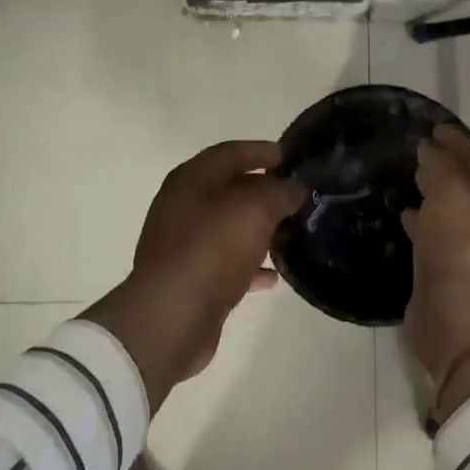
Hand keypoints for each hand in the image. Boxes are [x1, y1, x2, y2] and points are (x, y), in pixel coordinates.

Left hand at [87, 141, 305, 409]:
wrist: (171, 318)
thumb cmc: (210, 250)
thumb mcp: (253, 211)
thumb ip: (278, 192)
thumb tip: (294, 187)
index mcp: (191, 180)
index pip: (230, 153)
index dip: (262, 151)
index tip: (292, 157)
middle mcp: (183, 206)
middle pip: (229, 189)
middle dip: (264, 190)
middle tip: (298, 196)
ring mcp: (184, 244)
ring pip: (229, 227)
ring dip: (259, 227)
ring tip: (292, 231)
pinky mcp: (191, 278)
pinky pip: (227, 262)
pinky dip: (250, 264)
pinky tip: (274, 275)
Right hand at [400, 126, 469, 398]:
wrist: (457, 317)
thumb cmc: (462, 245)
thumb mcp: (452, 190)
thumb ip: (441, 162)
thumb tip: (430, 147)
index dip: (459, 141)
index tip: (433, 127)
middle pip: (468, 182)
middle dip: (446, 164)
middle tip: (418, 149)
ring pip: (450, 208)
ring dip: (433, 191)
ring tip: (408, 175)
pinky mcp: (447, 268)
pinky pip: (433, 233)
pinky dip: (420, 219)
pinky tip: (402, 212)